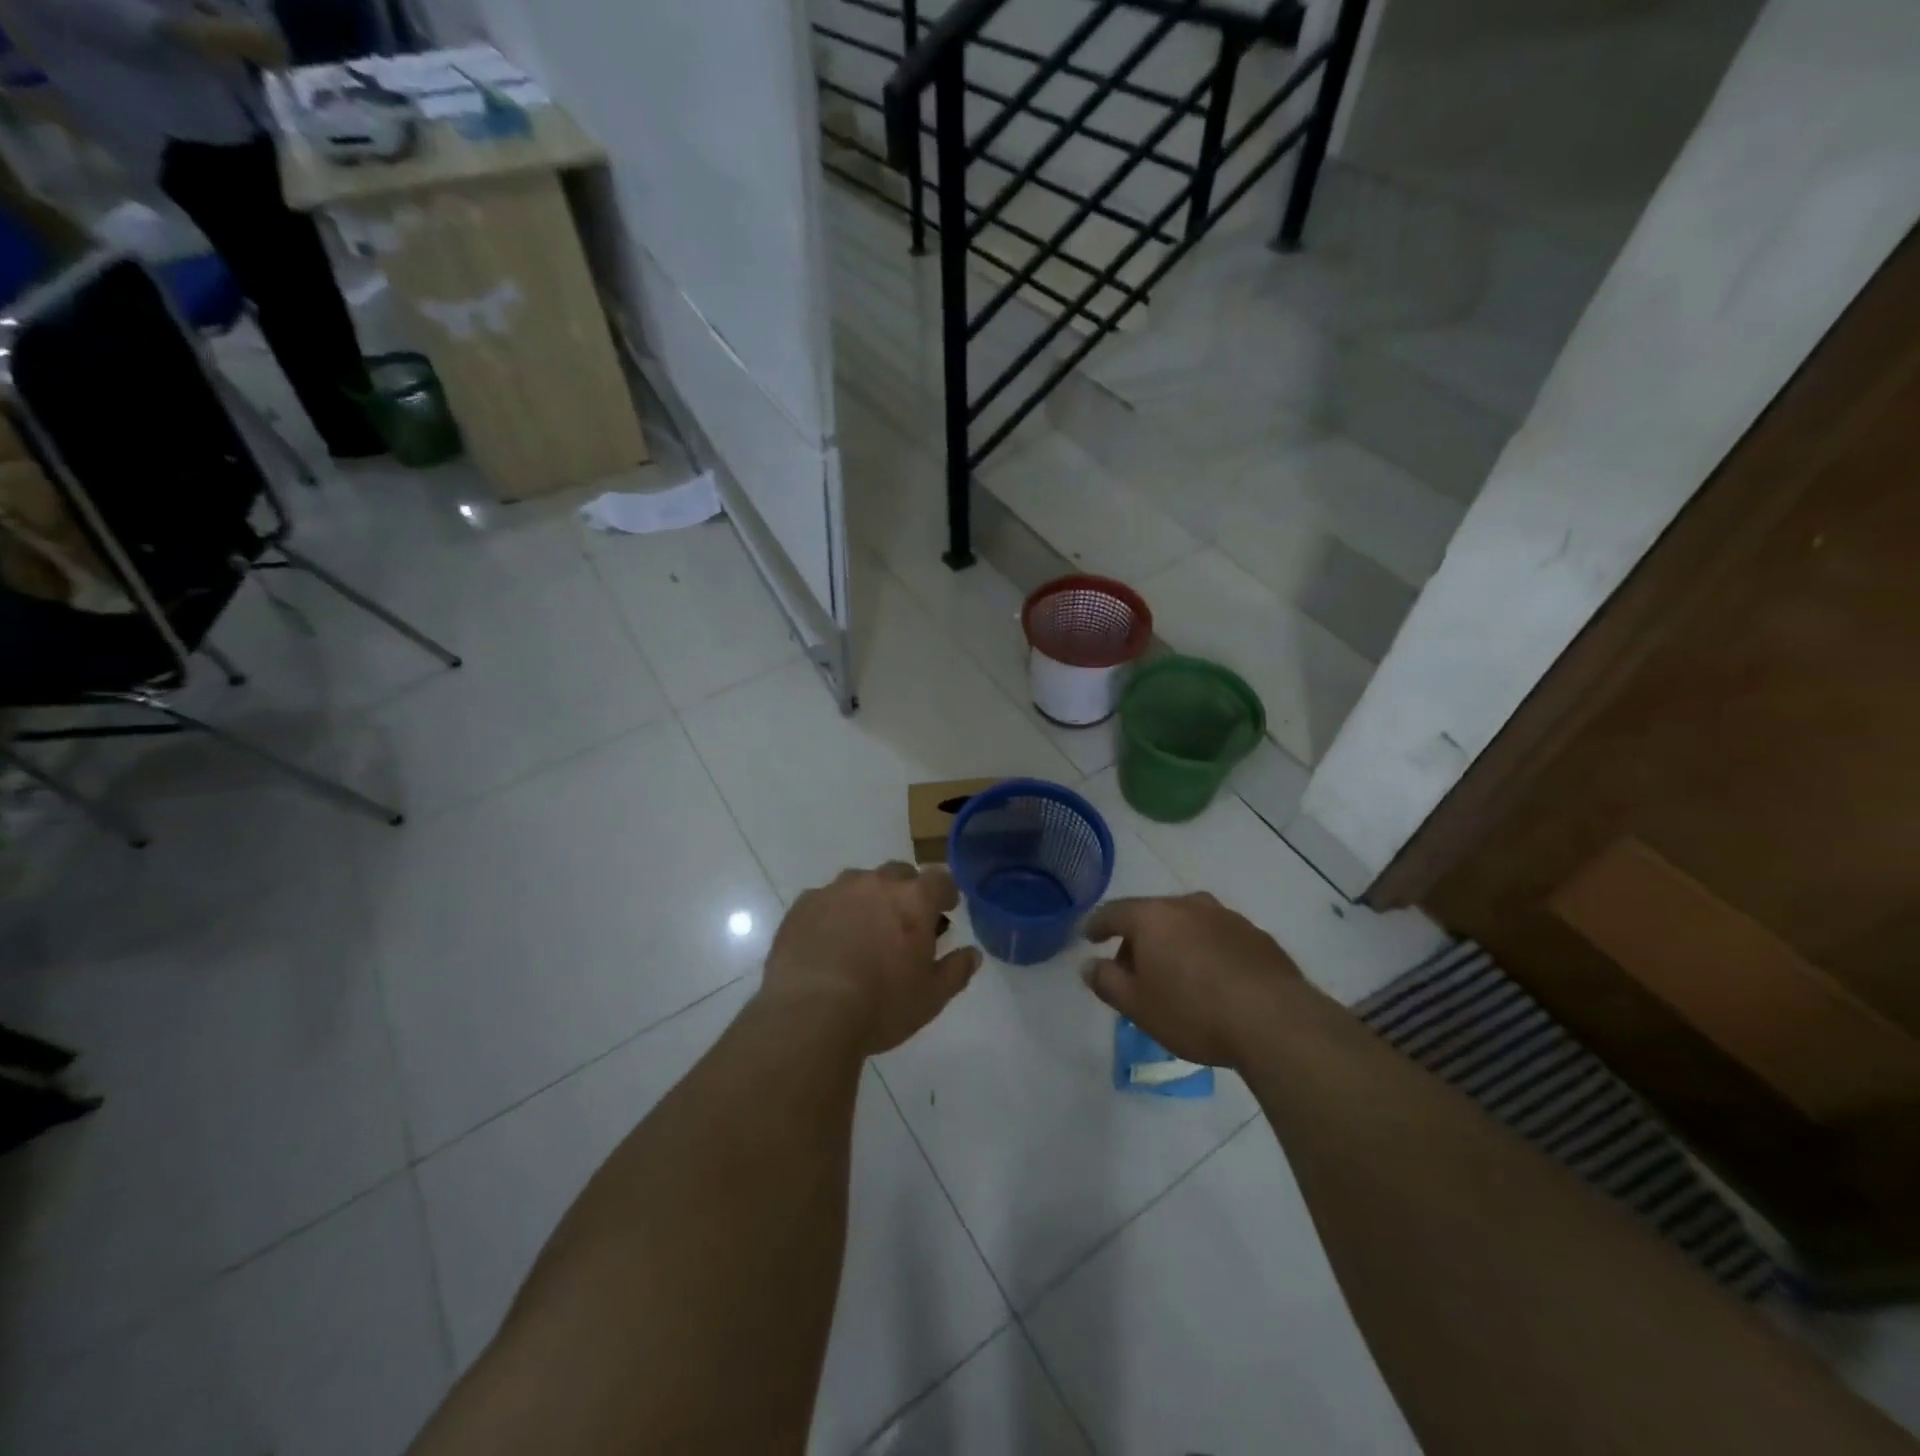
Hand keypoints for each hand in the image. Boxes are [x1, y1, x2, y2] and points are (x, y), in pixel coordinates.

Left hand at [761, 862, 981, 1055]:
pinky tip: (828, 942)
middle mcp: (876, 884)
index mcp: (914, 900)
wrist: (810, 1013)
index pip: (940, 879)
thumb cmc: (881, 1006)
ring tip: (863, 932)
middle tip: (904, 923)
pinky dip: (833, 914)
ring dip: (868, 899)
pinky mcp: (803, 905)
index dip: (946, 892)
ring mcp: (835, 890)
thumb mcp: (931, 997)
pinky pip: (825, 900)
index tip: (946, 908)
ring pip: (860, 883)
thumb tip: (972, 954)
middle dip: (906, 892)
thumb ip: (956, 971)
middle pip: (899, 874)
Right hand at [1082, 893, 1303, 1069]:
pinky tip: (1210, 980)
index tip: (1089, 937)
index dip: (1097, 925)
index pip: (1113, 912)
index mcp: (1153, 916)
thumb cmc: (1194, 1012)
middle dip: (1137, 939)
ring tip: (1173, 976)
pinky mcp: (1256, 935)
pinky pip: (1216, 937)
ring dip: (1173, 943)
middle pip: (1151, 915)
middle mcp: (1188, 905)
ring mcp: (1226, 916)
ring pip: (1187, 923)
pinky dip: (1204, 950)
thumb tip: (1089, 965)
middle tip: (1132, 970)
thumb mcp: (1138, 1006)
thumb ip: (1107, 982)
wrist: (1275, 1022)